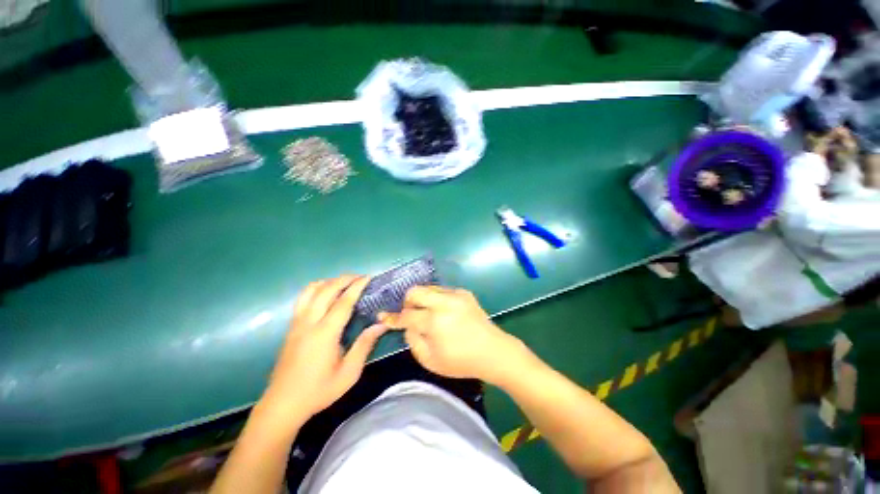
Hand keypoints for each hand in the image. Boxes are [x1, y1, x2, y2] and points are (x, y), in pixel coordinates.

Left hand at [261, 275, 387, 422]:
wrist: (283, 404)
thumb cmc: (319, 390)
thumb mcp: (349, 373)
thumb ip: (365, 345)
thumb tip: (381, 325)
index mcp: (325, 333)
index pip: (343, 302)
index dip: (357, 287)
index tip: (368, 277)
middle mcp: (309, 323)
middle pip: (326, 290)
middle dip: (344, 279)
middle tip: (359, 277)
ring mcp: (297, 323)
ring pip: (310, 291)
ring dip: (328, 282)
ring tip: (343, 282)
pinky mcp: (291, 327)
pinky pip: (302, 298)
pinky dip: (316, 289)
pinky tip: (324, 294)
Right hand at [378, 286, 524, 383]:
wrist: (493, 351)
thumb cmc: (461, 361)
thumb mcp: (430, 360)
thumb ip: (413, 340)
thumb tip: (408, 325)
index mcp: (435, 322)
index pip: (407, 315)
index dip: (393, 317)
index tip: (382, 315)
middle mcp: (444, 302)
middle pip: (415, 291)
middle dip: (408, 302)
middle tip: (410, 314)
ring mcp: (456, 295)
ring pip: (429, 288)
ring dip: (423, 299)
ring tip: (428, 313)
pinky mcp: (464, 292)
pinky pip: (442, 291)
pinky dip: (437, 299)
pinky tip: (444, 312)